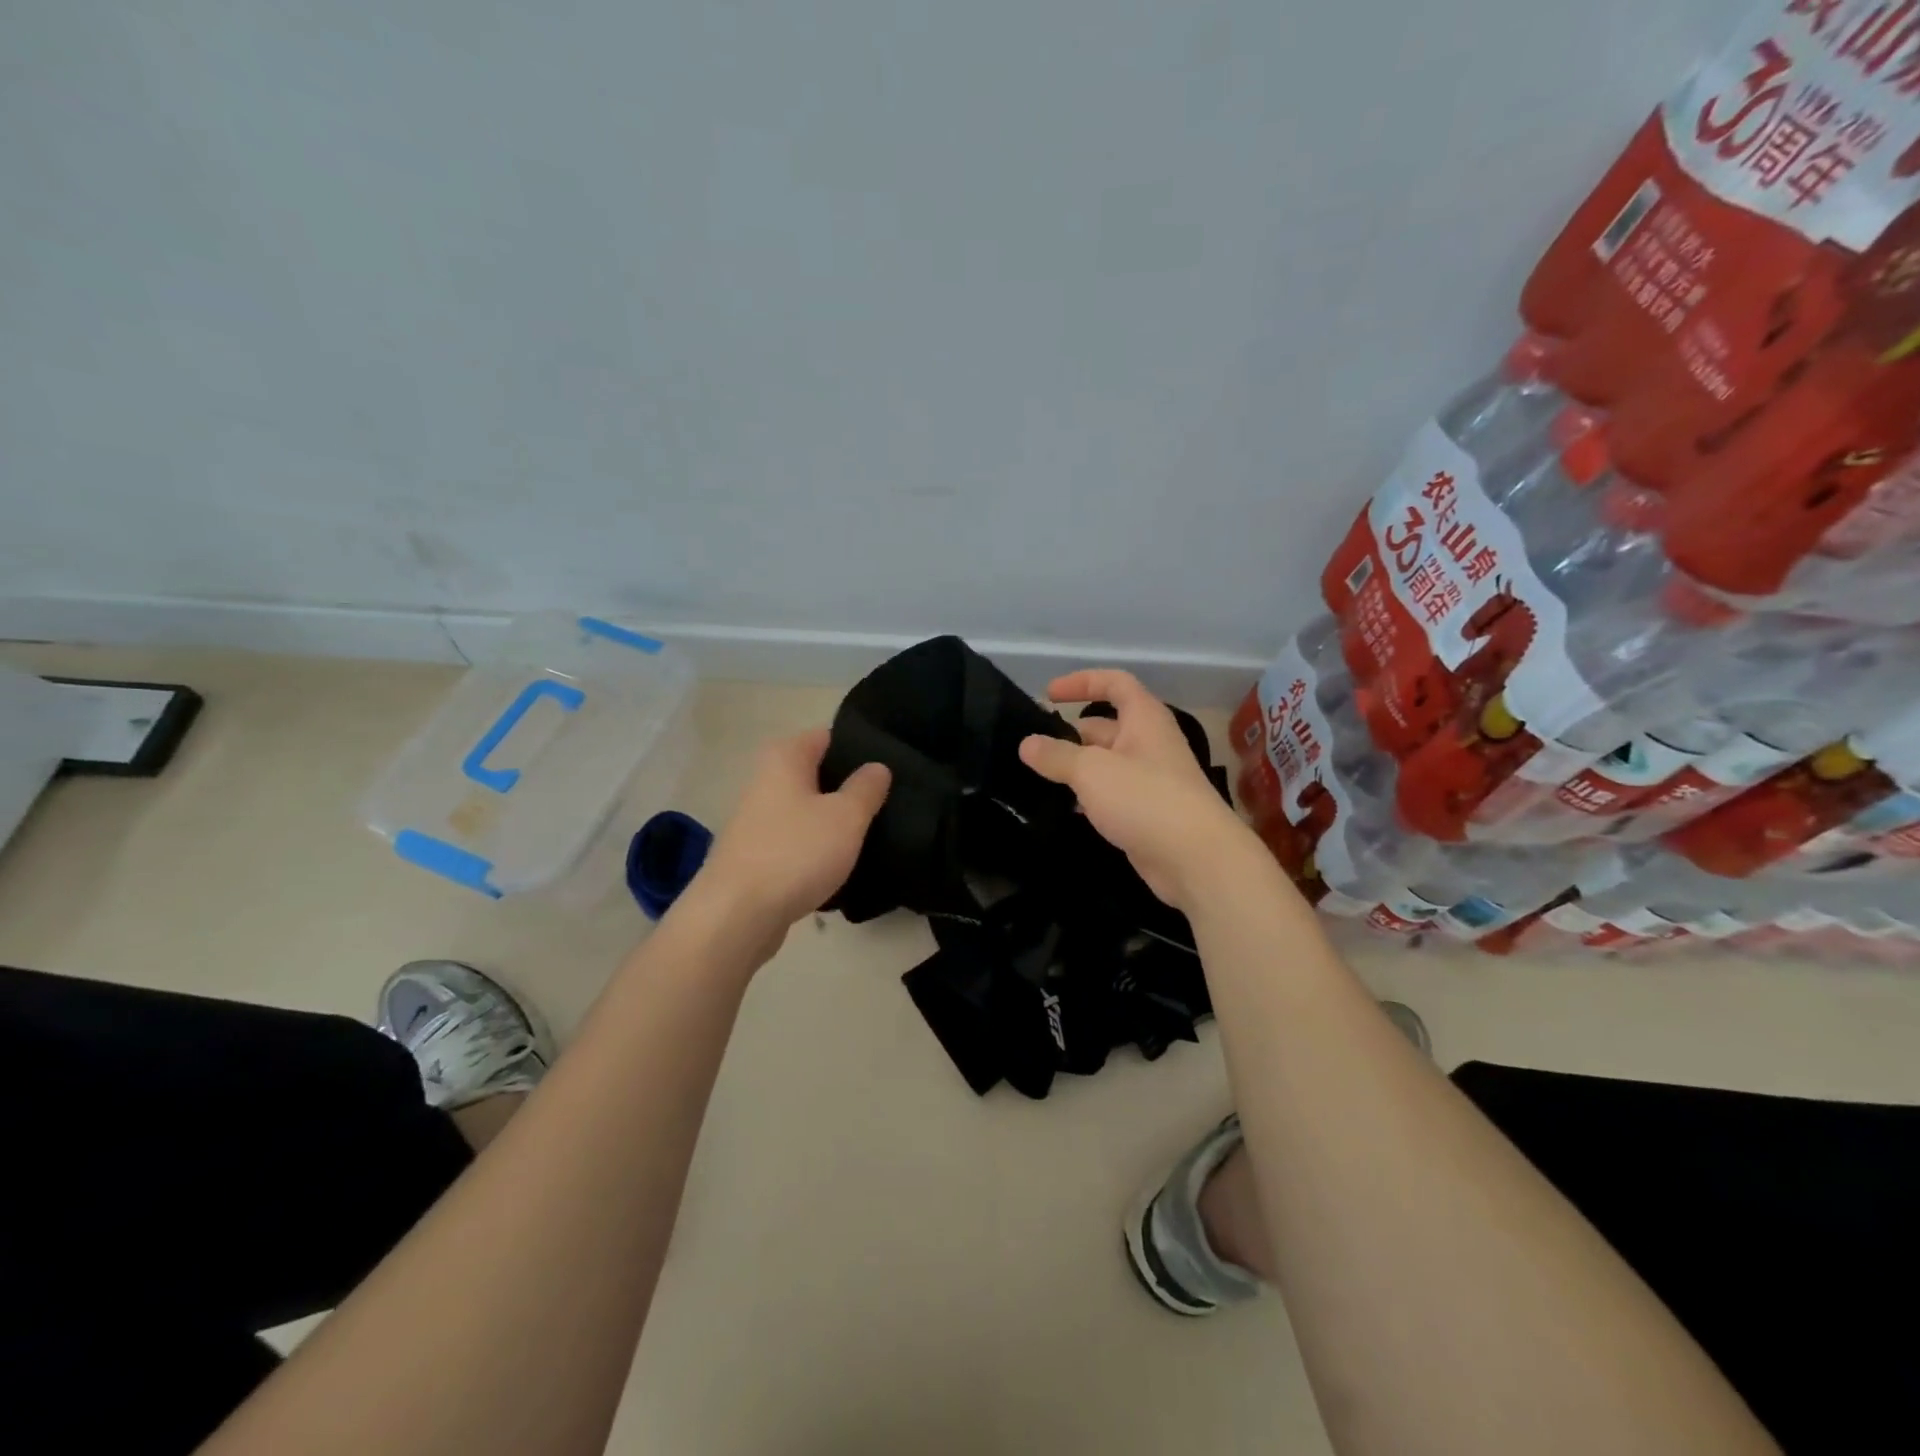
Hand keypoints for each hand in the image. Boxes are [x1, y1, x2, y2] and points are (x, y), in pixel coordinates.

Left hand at [691, 728, 890, 943]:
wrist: (736, 916)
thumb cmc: (795, 853)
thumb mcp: (846, 816)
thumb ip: (866, 787)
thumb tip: (877, 766)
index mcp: (784, 757)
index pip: (828, 736)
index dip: (859, 749)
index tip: (891, 767)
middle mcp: (765, 780)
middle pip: (817, 774)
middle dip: (848, 787)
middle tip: (888, 803)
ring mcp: (756, 819)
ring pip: (807, 810)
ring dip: (833, 822)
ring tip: (870, 835)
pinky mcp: (755, 855)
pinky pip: (795, 841)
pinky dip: (815, 849)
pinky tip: (839, 866)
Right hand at [1020, 670, 1255, 912]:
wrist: (1196, 859)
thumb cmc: (1145, 799)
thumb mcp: (1092, 771)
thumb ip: (1056, 755)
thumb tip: (1027, 743)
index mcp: (1144, 719)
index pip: (1115, 683)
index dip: (1082, 682)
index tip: (1048, 695)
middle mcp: (1148, 744)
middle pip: (1104, 728)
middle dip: (1068, 735)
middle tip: (1030, 750)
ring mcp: (1148, 780)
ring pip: (1103, 764)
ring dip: (1074, 769)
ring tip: (1036, 778)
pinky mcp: (1145, 813)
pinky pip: (1109, 795)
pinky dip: (1086, 797)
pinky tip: (1061, 808)